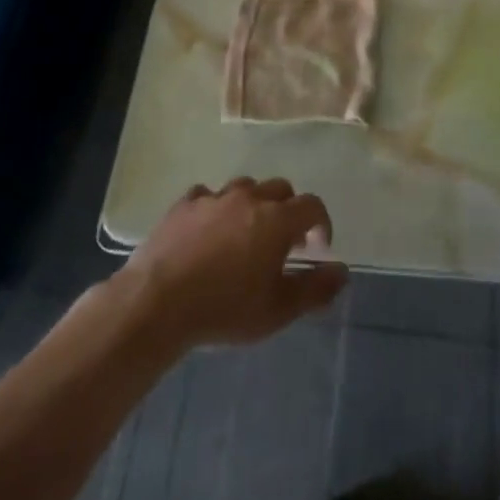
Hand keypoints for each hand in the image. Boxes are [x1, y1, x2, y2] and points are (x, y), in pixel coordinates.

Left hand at [118, 178, 347, 351]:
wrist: (157, 303)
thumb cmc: (225, 309)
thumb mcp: (278, 310)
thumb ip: (315, 289)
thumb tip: (342, 271)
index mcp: (277, 219)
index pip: (312, 205)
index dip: (321, 223)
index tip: (318, 247)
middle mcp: (249, 198)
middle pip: (280, 189)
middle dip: (288, 210)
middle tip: (283, 241)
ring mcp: (214, 197)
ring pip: (244, 188)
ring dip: (253, 205)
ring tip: (245, 233)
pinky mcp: (184, 204)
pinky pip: (208, 196)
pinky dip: (216, 208)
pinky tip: (208, 230)